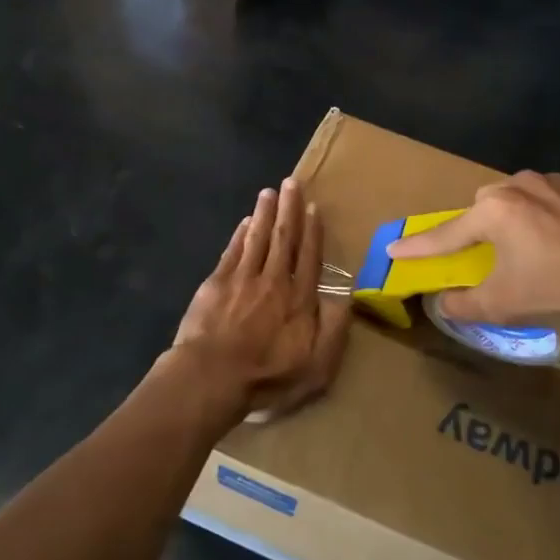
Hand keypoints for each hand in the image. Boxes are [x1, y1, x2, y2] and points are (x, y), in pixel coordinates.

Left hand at [173, 178, 351, 422]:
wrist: (212, 377)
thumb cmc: (267, 377)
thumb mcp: (317, 367)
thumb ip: (334, 331)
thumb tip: (347, 298)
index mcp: (299, 299)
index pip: (310, 258)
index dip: (312, 232)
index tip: (313, 208)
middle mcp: (274, 280)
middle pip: (284, 238)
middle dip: (289, 210)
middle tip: (292, 182)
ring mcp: (243, 279)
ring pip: (258, 238)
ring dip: (265, 214)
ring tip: (270, 192)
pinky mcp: (216, 283)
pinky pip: (233, 251)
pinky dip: (240, 234)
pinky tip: (245, 222)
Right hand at [386, 171, 559, 326]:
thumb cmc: (558, 285)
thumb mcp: (504, 304)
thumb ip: (464, 304)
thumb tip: (443, 303)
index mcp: (493, 211)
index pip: (446, 233)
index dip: (419, 246)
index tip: (394, 249)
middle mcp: (518, 185)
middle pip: (485, 207)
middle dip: (480, 228)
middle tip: (490, 254)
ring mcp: (555, 181)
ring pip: (521, 197)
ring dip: (519, 218)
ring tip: (535, 248)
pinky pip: (555, 198)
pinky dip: (551, 215)